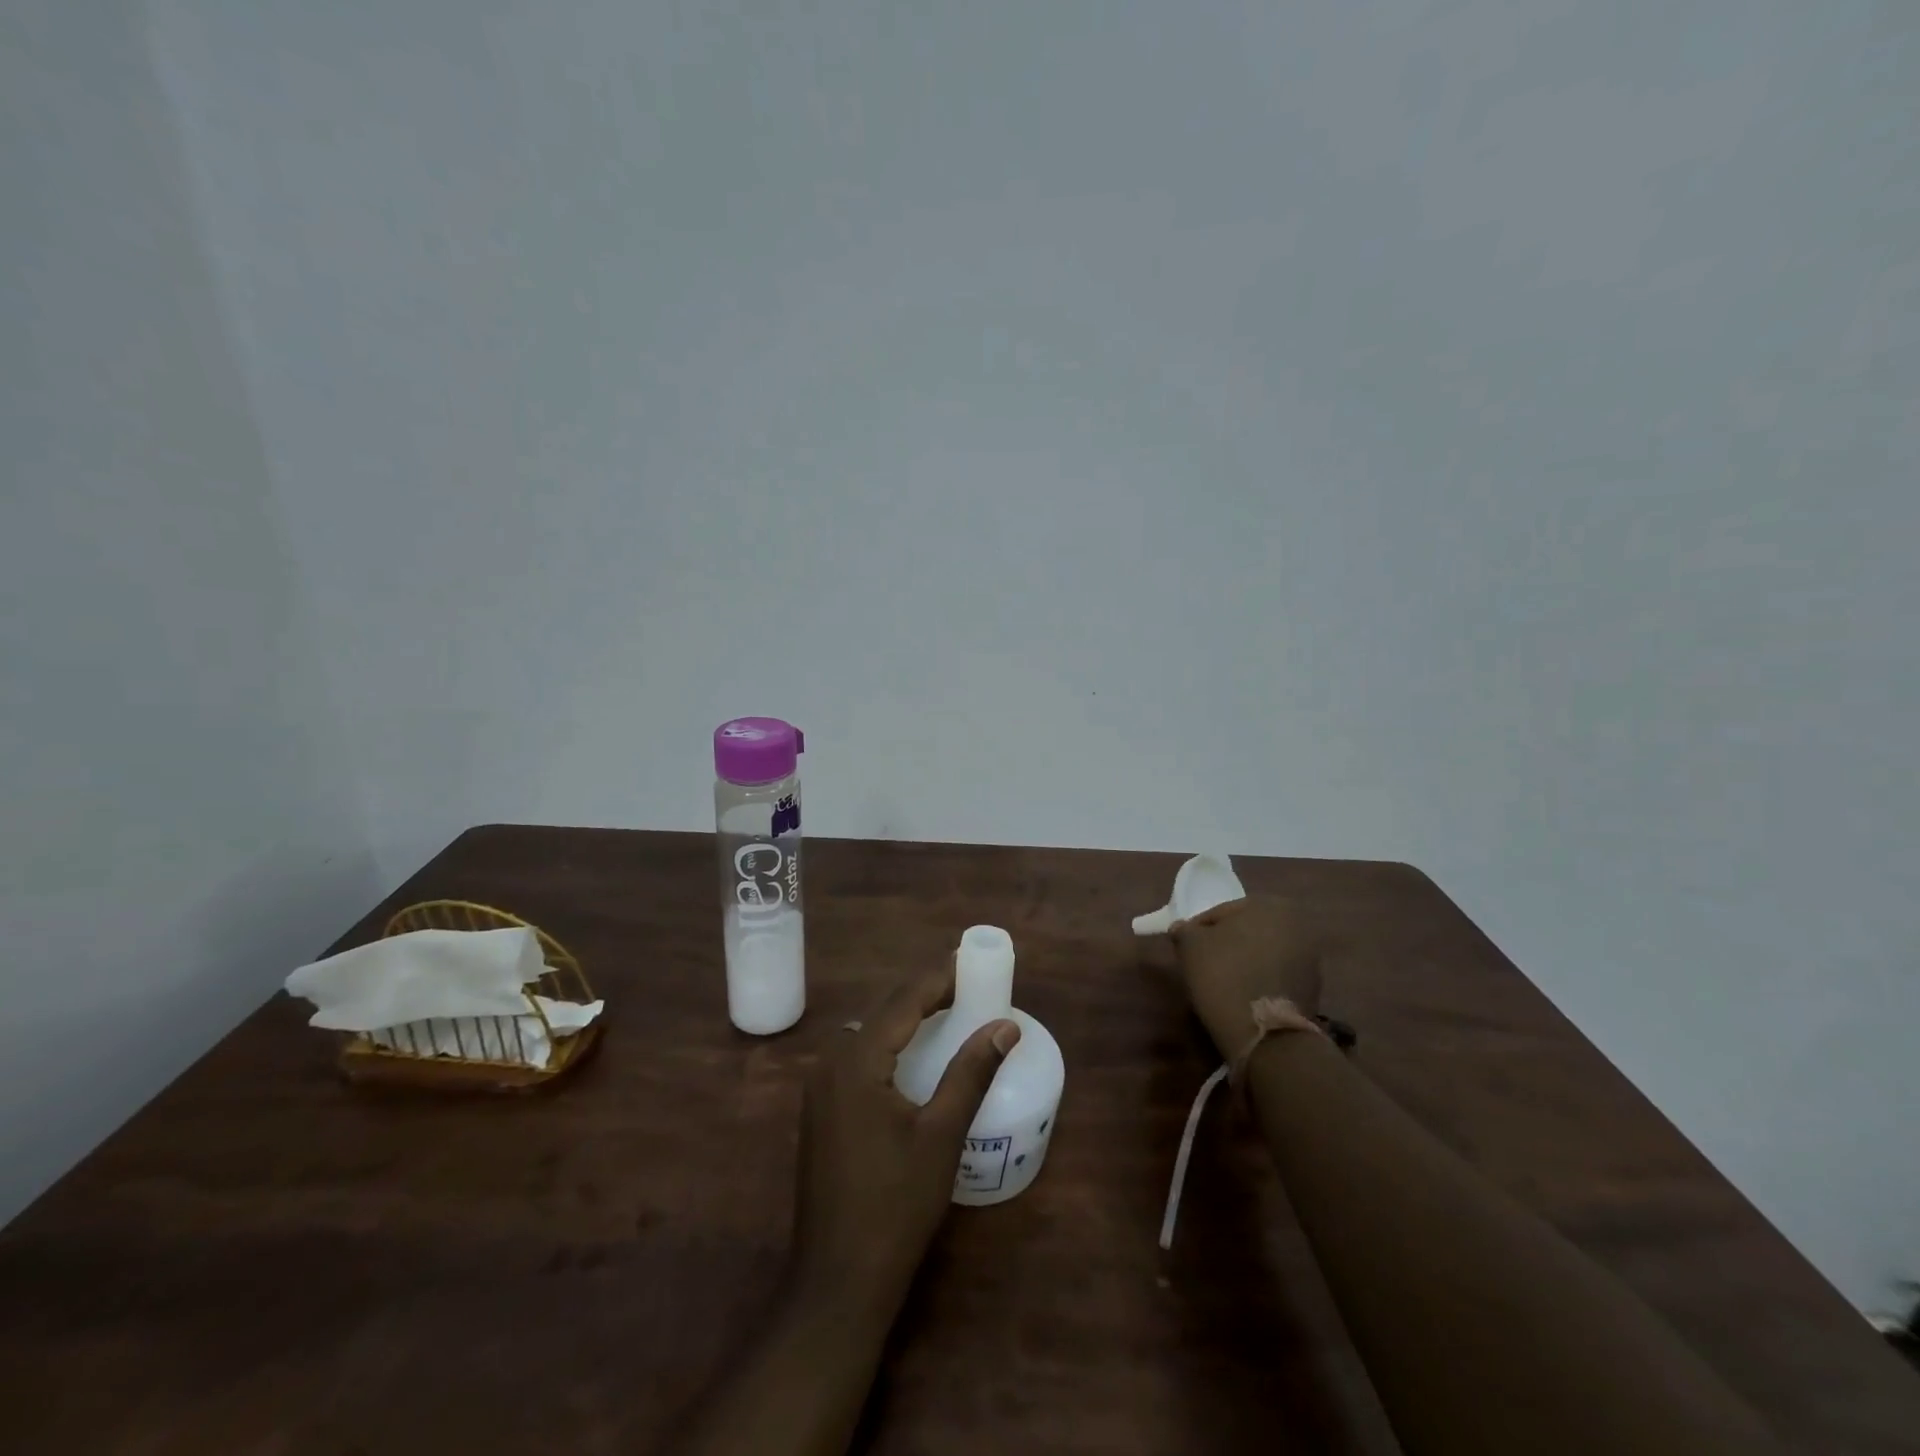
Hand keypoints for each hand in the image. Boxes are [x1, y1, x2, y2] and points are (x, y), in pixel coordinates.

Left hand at [791, 964, 1020, 1325]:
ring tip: (943, 1011)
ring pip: (866, 1032)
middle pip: (881, 1012)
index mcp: (857, 1061)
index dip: (936, 977)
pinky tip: (909, 1054)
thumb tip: (1006, 1025)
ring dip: (902, 1017)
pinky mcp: (820, 1110)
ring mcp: (819, 1088)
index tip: (967, 958)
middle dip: (922, 993)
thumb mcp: (942, 1135)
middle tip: (964, 984)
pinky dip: (887, 1042)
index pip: (902, 1002)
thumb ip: (972, 1072)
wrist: (838, 1278)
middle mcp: (830, 1063)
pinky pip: (856, 1056)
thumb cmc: (896, 1204)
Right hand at [1171, 897, 1325, 1061]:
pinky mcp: (1314, 989)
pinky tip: (1242, 996)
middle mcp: (1298, 926)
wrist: (1264, 1032)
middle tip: (1203, 963)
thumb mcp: (1190, 946)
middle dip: (1226, 944)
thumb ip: (1185, 930)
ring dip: (1244, 962)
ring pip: (1263, 953)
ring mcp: (1311, 959)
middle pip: (1246, 931)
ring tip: (1222, 983)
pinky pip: (1276, 976)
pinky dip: (1259, 980)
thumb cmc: (1224, 975)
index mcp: (1270, 905)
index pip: (1222, 913)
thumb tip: (1183, 929)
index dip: (1199, 930)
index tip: (1186, 949)